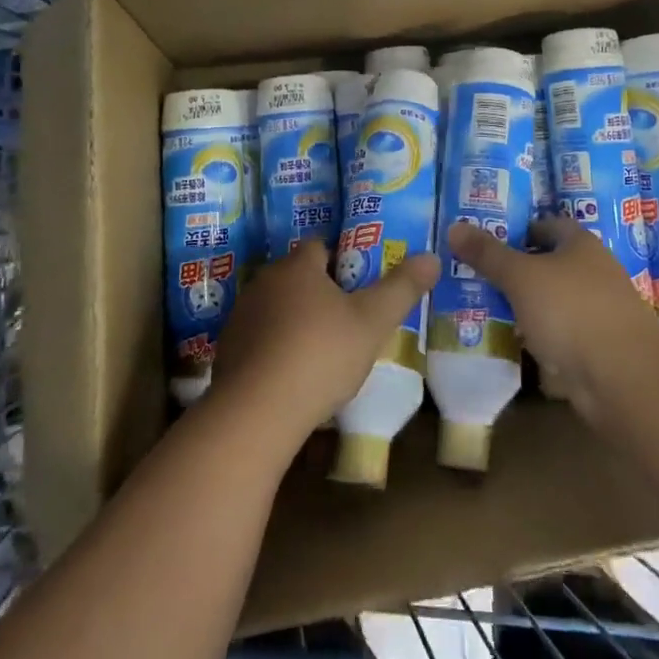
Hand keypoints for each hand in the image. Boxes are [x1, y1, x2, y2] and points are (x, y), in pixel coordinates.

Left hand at [210, 239, 440, 448]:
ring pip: (276, 307)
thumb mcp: (373, 322)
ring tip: (321, 352)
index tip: (359, 287)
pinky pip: (259, 339)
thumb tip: (432, 256)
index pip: (319, 247)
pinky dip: (275, 349)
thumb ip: (402, 288)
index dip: (341, 262)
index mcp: (297, 266)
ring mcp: (241, 316)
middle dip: (319, 293)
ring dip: (295, 321)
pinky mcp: (227, 350)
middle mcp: (264, 282)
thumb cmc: (320, 354)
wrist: (256, 412)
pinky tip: (291, 376)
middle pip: (297, 276)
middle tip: (347, 320)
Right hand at [447, 217, 658, 418]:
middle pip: (550, 264)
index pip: (547, 225)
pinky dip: (539, 337)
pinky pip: (560, 335)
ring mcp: (599, 312)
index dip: (518, 230)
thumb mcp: (521, 277)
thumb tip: (454, 226)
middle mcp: (594, 272)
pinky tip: (514, 344)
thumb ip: (488, 254)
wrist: (624, 379)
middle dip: (517, 271)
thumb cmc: (571, 311)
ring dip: (526, 306)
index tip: (486, 242)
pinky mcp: (597, 348)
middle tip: (476, 276)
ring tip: (486, 309)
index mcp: (581, 244)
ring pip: (553, 301)